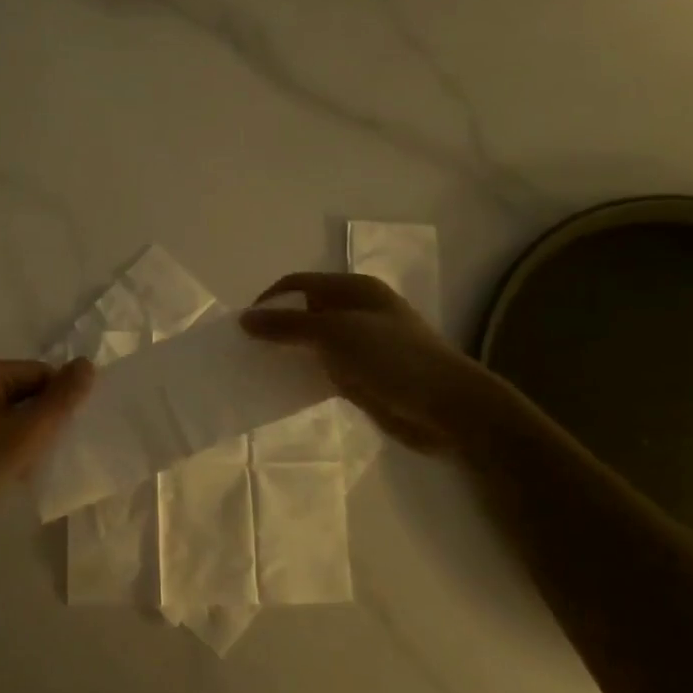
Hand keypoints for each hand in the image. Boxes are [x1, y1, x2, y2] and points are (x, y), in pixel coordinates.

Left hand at [0, 358, 95, 544]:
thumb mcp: (24, 434)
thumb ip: (60, 400)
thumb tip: (88, 364)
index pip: (42, 373)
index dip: (61, 401)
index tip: (70, 434)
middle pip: (27, 392)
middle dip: (45, 420)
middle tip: (56, 452)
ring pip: (13, 414)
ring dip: (29, 437)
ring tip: (36, 465)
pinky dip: (10, 447)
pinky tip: (15, 472)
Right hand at [240, 273, 504, 458]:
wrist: (448, 409)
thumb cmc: (393, 359)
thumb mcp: (335, 334)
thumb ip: (287, 326)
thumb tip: (244, 319)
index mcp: (354, 289)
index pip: (299, 283)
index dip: (270, 299)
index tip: (244, 325)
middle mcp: (356, 312)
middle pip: (304, 312)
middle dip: (275, 328)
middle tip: (246, 350)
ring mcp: (361, 345)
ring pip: (312, 343)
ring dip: (287, 353)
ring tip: (257, 369)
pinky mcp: (363, 376)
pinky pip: (323, 369)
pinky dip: (303, 375)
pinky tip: (283, 388)